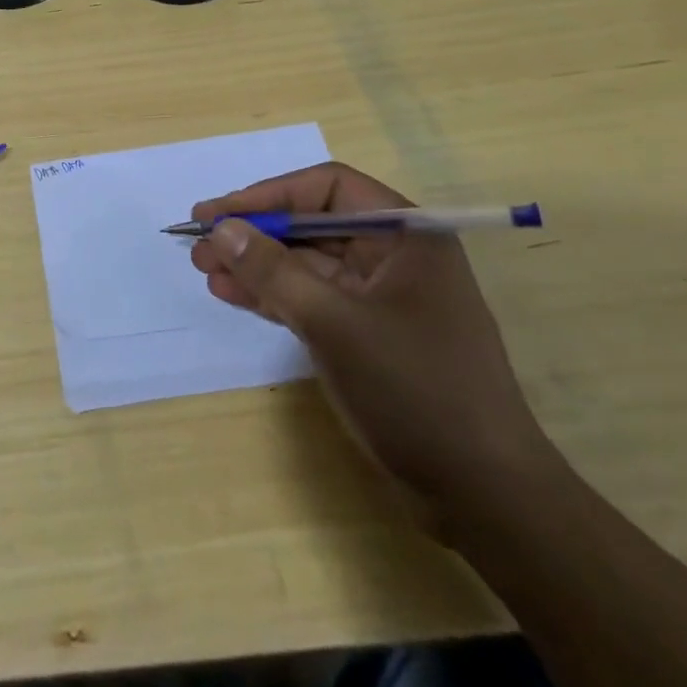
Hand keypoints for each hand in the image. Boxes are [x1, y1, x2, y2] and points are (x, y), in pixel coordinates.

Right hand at [189, 162, 557, 530]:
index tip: (218, 213)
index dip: (267, 195)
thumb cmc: (416, 391)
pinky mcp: (371, 333)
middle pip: (312, 224)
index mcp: (406, 234)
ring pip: (307, 262)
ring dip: (256, 264)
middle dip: (255, 233)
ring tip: (204, 269)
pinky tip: (232, 293)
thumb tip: (220, 228)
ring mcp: (383, 296)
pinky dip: (274, 294)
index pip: (326, 189)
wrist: (486, 497)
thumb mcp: (334, 323)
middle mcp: (396, 255)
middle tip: (200, 244)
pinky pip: (313, 298)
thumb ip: (272, 270)